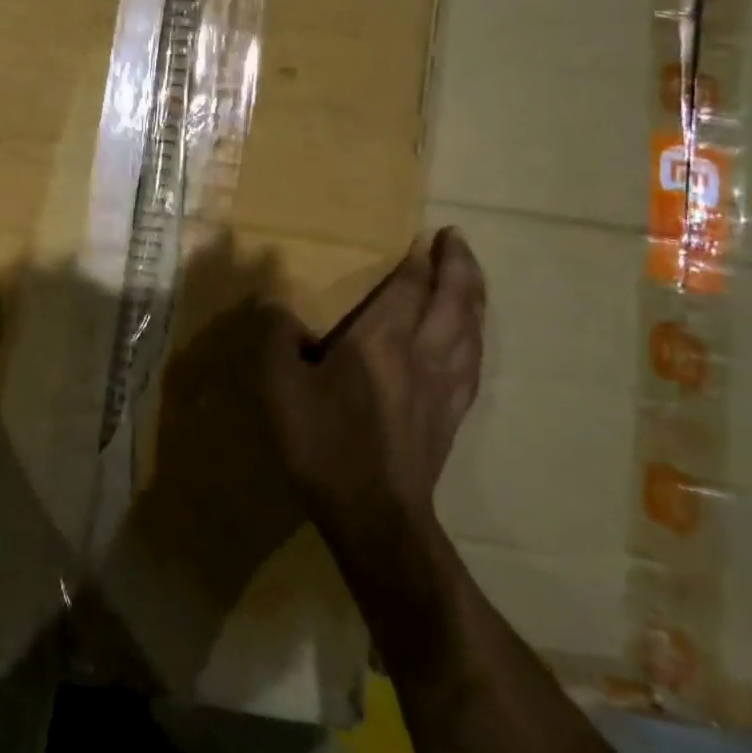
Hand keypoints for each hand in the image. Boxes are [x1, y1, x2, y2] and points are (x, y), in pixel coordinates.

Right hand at [259, 230, 485, 552]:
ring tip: (470, 278)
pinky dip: (476, 337)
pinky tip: (473, 340)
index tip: (425, 235)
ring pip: (471, 328)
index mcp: (381, 340)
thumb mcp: (280, 389)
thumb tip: (275, 305)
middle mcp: (423, 353)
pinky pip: (474, 363)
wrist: (376, 517)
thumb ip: (275, 339)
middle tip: (456, 239)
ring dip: (473, 295)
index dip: (419, 259)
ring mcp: (445, 386)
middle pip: (453, 299)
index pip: (410, 286)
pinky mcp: (452, 416)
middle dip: (458, 265)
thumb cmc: (325, 445)